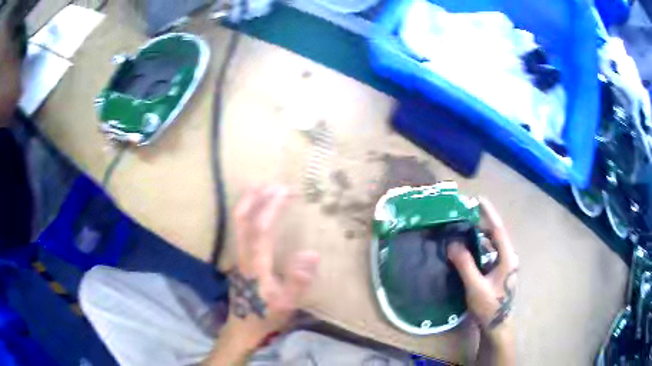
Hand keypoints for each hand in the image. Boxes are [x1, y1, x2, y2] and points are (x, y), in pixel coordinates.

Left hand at [223, 186, 319, 349]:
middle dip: (256, 197)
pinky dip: (248, 212)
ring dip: (250, 202)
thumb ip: (298, 281)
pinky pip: (241, 228)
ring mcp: (238, 255)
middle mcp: (243, 254)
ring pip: (238, 222)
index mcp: (256, 263)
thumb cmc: (266, 315)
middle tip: (274, 183)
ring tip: (265, 188)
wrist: (243, 327)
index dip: (272, 207)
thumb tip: (311, 254)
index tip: (286, 191)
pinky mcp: (239, 258)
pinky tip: (257, 209)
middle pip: (242, 219)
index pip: (261, 229)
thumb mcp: (287, 304)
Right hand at [447, 198, 518, 341]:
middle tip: (466, 213)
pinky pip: (489, 254)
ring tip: (465, 228)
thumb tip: (452, 243)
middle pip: (496, 235)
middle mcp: (509, 258)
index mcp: (508, 258)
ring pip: (493, 245)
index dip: (488, 214)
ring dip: (480, 236)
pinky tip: (468, 249)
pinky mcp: (499, 272)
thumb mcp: (475, 286)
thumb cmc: (489, 307)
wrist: (496, 326)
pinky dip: (479, 248)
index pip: (498, 230)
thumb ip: (465, 264)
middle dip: (482, 223)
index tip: (478, 199)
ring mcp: (505, 265)